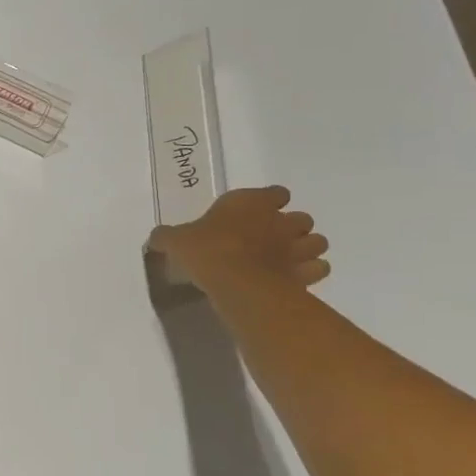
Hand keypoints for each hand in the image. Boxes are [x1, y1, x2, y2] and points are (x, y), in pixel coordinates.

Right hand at [149, 185, 328, 297]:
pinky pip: (318, 269)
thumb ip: (168, 236)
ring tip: (285, 260)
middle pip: (301, 217)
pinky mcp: (306, 274)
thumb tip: (156, 237)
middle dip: (290, 227)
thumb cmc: (206, 251)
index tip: (255, 213)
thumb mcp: (175, 241)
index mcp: (251, 203)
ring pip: (317, 241)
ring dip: (305, 248)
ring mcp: (297, 247)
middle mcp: (280, 220)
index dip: (269, 202)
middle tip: (269, 240)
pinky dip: (310, 272)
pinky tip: (292, 279)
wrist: (237, 282)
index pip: (276, 193)